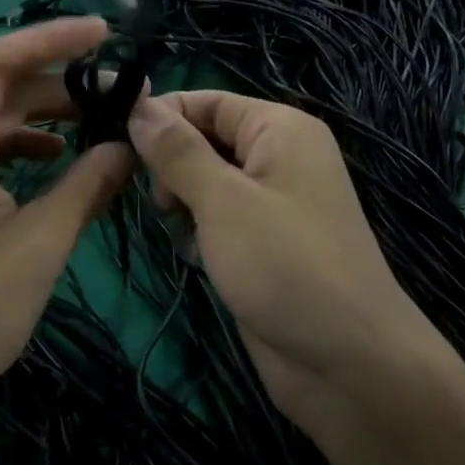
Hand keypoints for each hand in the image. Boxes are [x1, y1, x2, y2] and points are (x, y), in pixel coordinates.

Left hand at [0, 18, 136, 431]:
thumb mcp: (41, 244)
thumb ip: (89, 185)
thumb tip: (131, 147)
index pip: (0, 60)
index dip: (54, 40)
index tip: (105, 33)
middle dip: (58, 83)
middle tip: (119, 92)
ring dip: (42, 114)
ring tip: (99, 121)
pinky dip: (18, 144)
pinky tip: (56, 157)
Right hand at [125, 91, 443, 437]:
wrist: (349, 364)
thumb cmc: (285, 265)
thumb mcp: (223, 201)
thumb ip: (177, 151)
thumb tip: (138, 105)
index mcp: (280, 129)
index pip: (206, 100)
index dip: (161, 117)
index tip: (116, 144)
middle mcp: (278, 157)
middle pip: (204, 139)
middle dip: (172, 166)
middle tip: (161, 204)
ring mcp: (272, 203)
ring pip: (205, 182)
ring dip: (182, 204)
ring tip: (181, 233)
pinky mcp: (263, 243)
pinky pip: (217, 219)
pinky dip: (199, 233)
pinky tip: (196, 258)